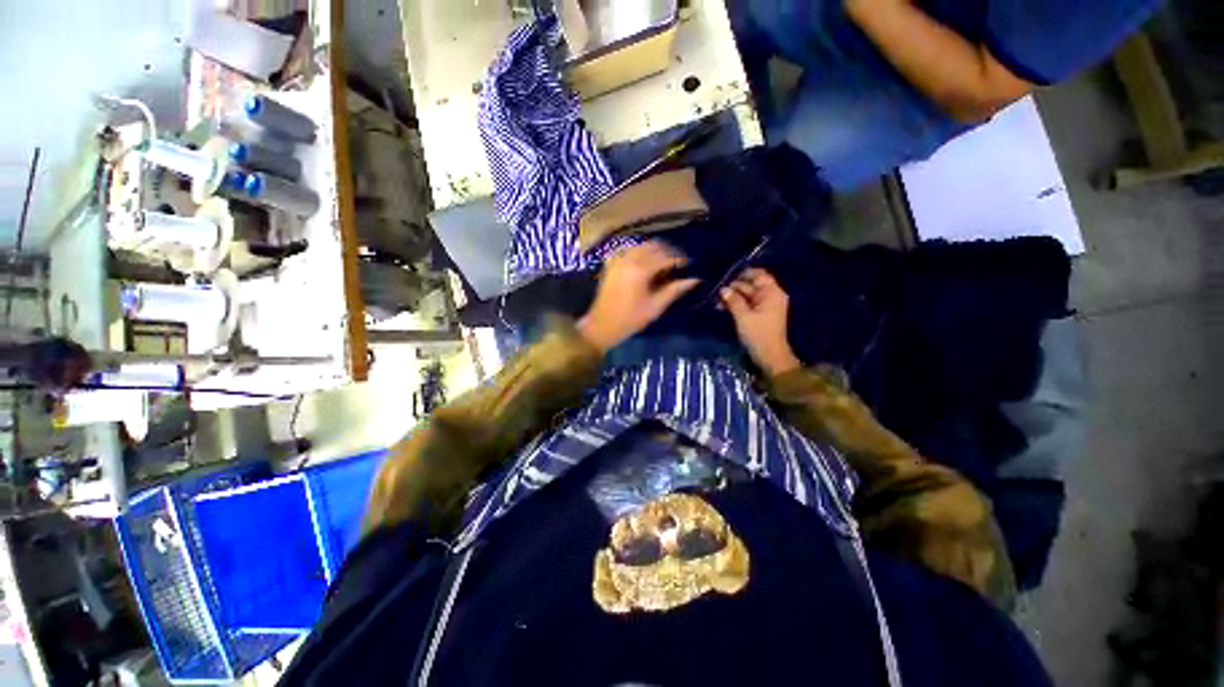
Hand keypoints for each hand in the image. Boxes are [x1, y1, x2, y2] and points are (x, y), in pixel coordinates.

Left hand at [577, 241, 699, 352]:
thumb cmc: (630, 319)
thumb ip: (674, 290)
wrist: (601, 325)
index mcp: (640, 270)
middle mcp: (628, 259)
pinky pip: (629, 250)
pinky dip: (641, 252)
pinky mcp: (611, 263)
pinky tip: (646, 263)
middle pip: (654, 246)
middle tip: (678, 263)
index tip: (689, 265)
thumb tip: (694, 280)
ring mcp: (618, 259)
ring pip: (641, 246)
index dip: (679, 259)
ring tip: (664, 263)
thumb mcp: (655, 307)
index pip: (665, 257)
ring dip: (655, 251)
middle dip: (668, 252)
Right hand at [720, 268, 800, 375]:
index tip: (727, 276)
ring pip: (747, 296)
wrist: (770, 356)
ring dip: (733, 297)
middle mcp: (770, 296)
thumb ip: (733, 301)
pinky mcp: (760, 315)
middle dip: (734, 287)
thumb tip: (723, 289)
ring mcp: (765, 306)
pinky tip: (723, 307)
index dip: (744, 274)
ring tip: (717, 301)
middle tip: (717, 291)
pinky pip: (747, 305)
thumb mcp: (743, 316)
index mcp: (771, 293)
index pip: (759, 275)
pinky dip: (736, 305)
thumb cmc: (758, 334)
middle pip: (751, 285)